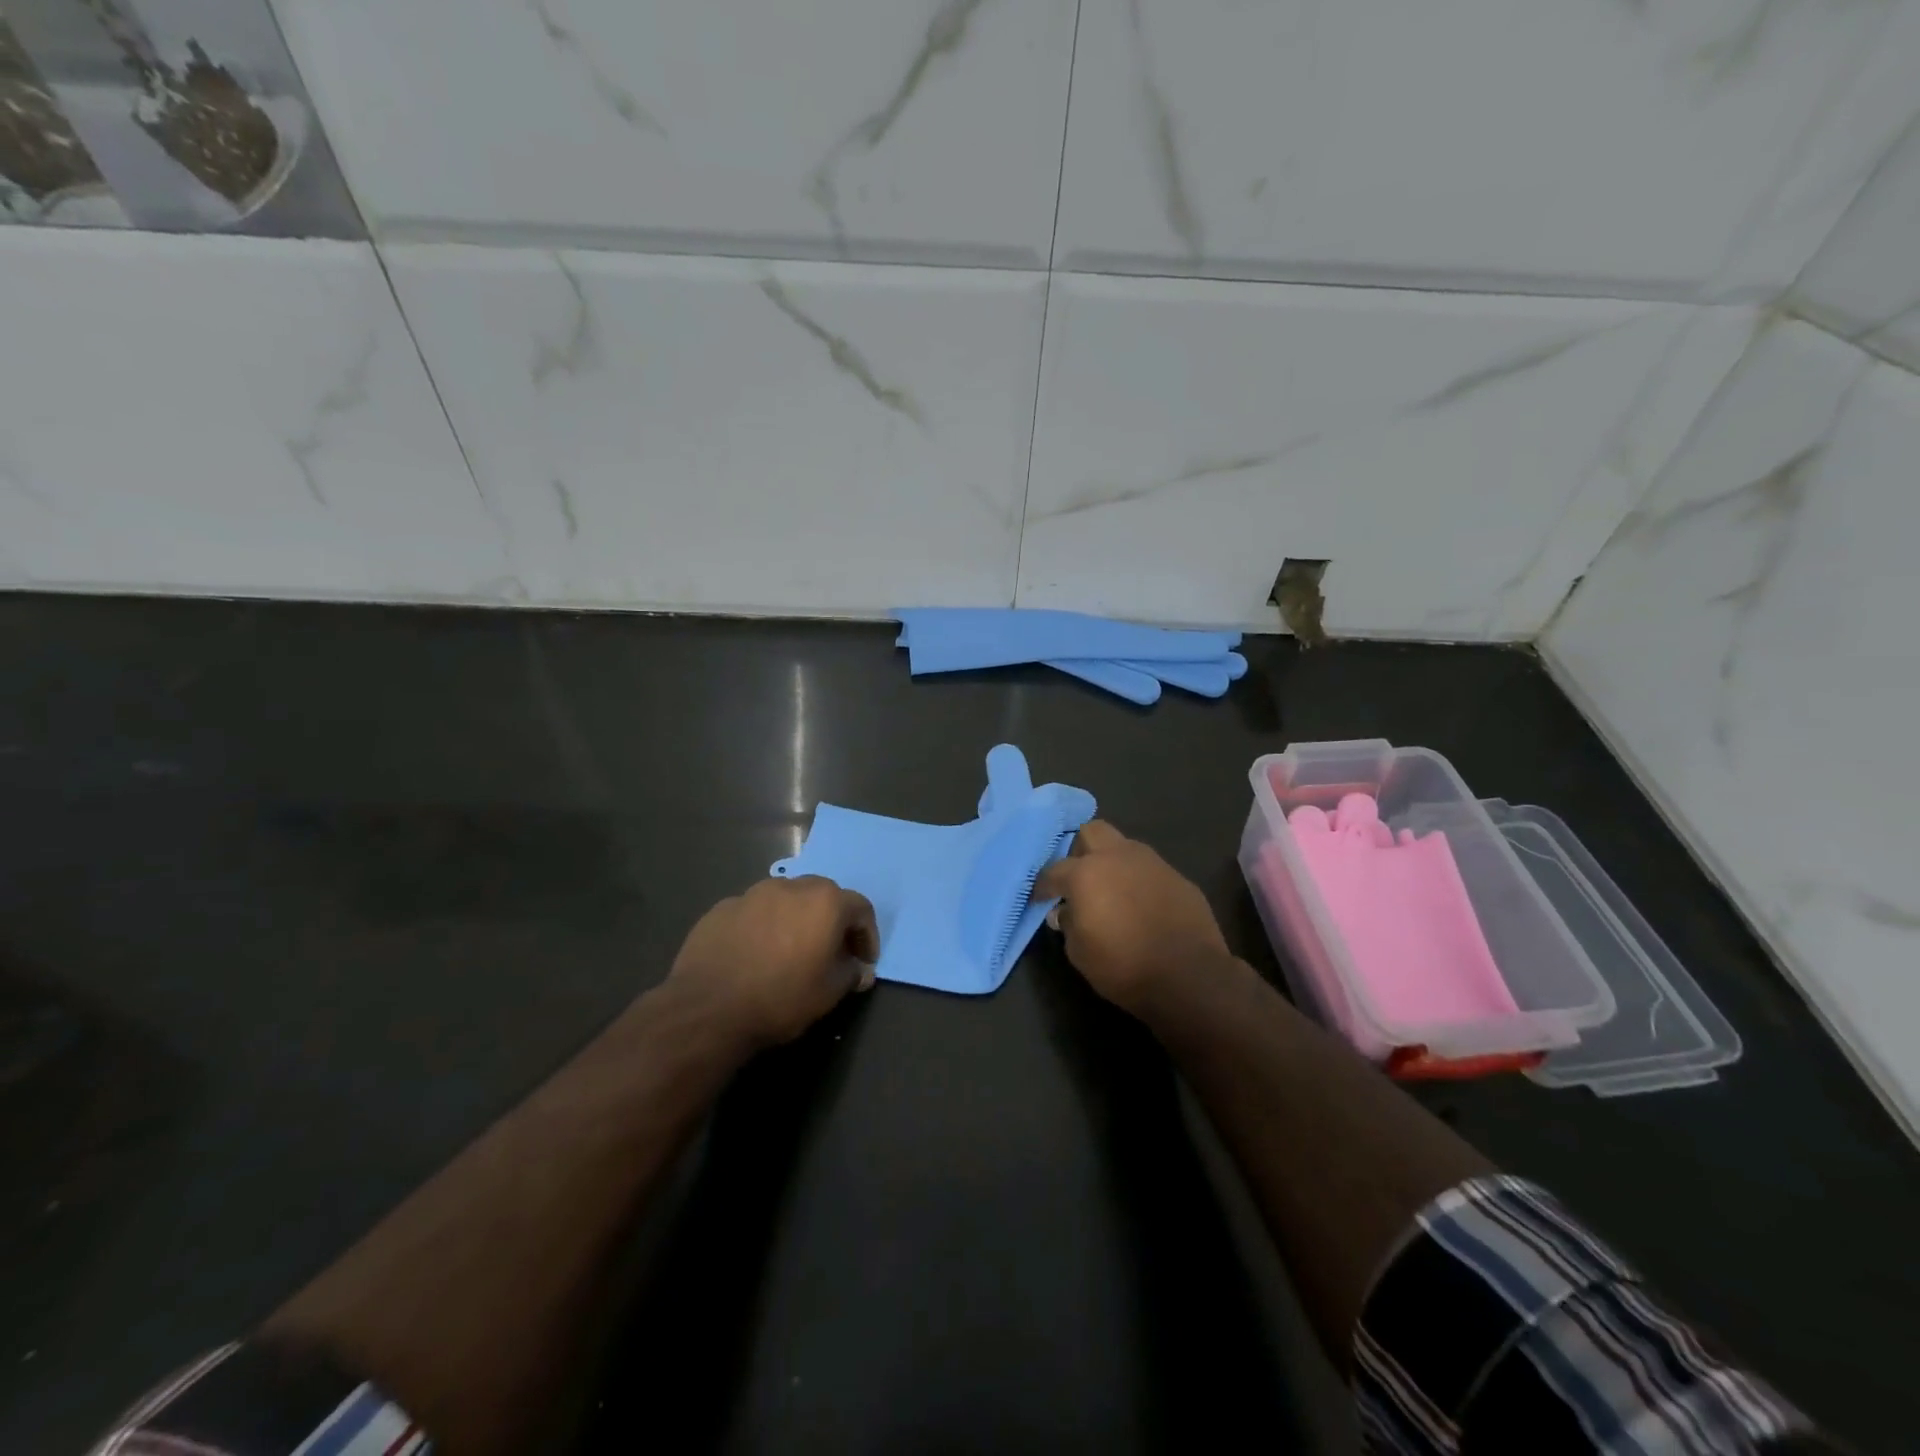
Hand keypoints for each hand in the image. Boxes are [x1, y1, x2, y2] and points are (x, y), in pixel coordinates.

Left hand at [668, 876, 878, 1048]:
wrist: (708, 1009)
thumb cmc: (781, 998)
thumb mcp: (829, 993)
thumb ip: (851, 974)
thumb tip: (860, 970)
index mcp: (825, 902)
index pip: (861, 909)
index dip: (867, 936)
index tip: (863, 961)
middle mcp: (791, 887)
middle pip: (823, 896)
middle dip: (832, 921)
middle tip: (830, 952)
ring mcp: (752, 894)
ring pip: (785, 900)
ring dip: (795, 919)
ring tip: (789, 951)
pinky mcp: (722, 908)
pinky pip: (753, 913)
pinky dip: (762, 927)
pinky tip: (754, 955)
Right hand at [1034, 820, 1230, 1014]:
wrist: (1190, 976)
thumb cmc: (1124, 966)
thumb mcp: (1079, 953)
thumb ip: (1068, 924)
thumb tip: (1066, 912)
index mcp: (1086, 873)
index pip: (1053, 870)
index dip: (1043, 886)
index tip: (1041, 899)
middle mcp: (1118, 857)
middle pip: (1092, 832)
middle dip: (1080, 849)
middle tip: (1078, 877)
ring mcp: (1152, 863)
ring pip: (1124, 846)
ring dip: (1112, 862)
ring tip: (1112, 890)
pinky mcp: (1179, 877)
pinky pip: (1150, 869)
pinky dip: (1139, 881)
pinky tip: (1142, 905)